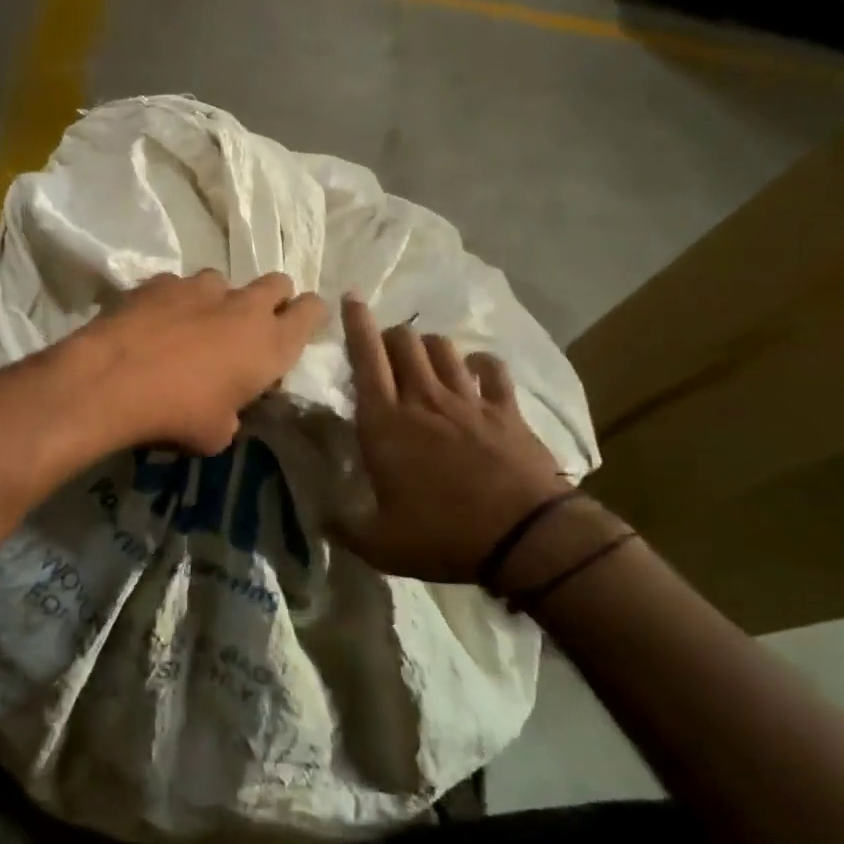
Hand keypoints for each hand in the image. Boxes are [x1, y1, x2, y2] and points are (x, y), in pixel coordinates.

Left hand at [72, 271, 326, 454]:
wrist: (113, 379)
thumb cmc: (177, 414)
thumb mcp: (218, 432)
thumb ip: (233, 410)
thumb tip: (226, 405)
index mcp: (270, 344)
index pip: (312, 311)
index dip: (308, 315)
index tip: (296, 326)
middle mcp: (244, 306)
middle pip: (278, 283)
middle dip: (271, 298)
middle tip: (249, 325)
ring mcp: (202, 287)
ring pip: (224, 281)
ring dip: (217, 300)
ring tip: (192, 325)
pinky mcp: (162, 280)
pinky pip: (179, 286)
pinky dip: (174, 301)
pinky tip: (153, 323)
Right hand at [337, 294, 573, 583]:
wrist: (524, 537)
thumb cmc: (443, 535)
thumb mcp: (381, 545)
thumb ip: (345, 528)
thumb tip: (320, 519)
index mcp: (385, 423)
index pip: (365, 358)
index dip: (356, 323)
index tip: (350, 297)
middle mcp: (422, 399)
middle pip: (403, 341)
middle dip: (390, 335)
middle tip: (385, 350)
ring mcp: (467, 399)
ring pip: (442, 347)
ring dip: (428, 346)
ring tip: (424, 359)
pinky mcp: (505, 409)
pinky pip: (491, 368)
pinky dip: (480, 364)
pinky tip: (476, 371)